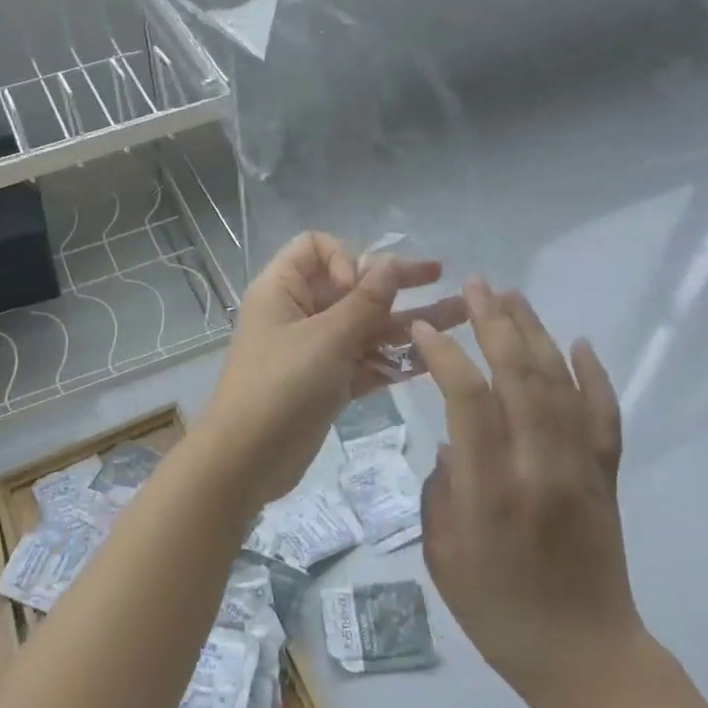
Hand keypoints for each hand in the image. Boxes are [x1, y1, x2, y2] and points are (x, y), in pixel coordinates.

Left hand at [200, 232, 465, 510]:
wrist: (246, 461)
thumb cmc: (281, 386)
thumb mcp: (327, 338)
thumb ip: (365, 300)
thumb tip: (391, 261)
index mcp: (283, 288)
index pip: (316, 246)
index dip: (345, 257)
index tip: (359, 287)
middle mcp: (299, 311)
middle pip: (350, 284)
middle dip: (394, 281)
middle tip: (439, 274)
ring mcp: (315, 348)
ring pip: (365, 325)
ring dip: (406, 320)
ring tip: (460, 314)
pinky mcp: (328, 381)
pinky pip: (366, 359)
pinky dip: (394, 357)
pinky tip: (435, 356)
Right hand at [413, 278, 643, 697]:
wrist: (585, 657)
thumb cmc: (498, 612)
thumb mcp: (444, 555)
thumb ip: (441, 489)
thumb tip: (455, 441)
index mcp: (492, 491)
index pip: (469, 402)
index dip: (446, 357)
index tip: (426, 330)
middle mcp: (540, 468)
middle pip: (520, 377)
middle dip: (495, 324)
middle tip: (477, 285)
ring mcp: (581, 468)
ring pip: (561, 384)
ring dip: (536, 334)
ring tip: (512, 296)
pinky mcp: (607, 476)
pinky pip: (604, 414)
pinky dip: (594, 374)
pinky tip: (579, 342)